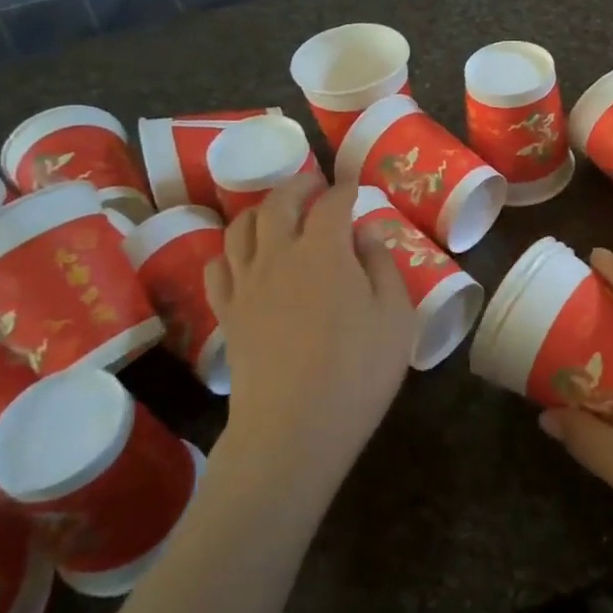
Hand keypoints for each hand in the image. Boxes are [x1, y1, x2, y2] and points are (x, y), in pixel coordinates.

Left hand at [206, 176, 416, 499]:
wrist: (294, 428)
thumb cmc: (357, 370)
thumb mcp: (395, 316)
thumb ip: (382, 266)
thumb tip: (366, 233)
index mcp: (324, 250)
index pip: (331, 203)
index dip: (345, 190)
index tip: (355, 188)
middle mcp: (278, 254)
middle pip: (278, 202)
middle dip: (298, 186)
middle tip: (313, 185)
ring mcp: (246, 283)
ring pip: (241, 227)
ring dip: (260, 210)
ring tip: (275, 213)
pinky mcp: (227, 313)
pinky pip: (217, 266)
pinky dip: (229, 250)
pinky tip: (242, 258)